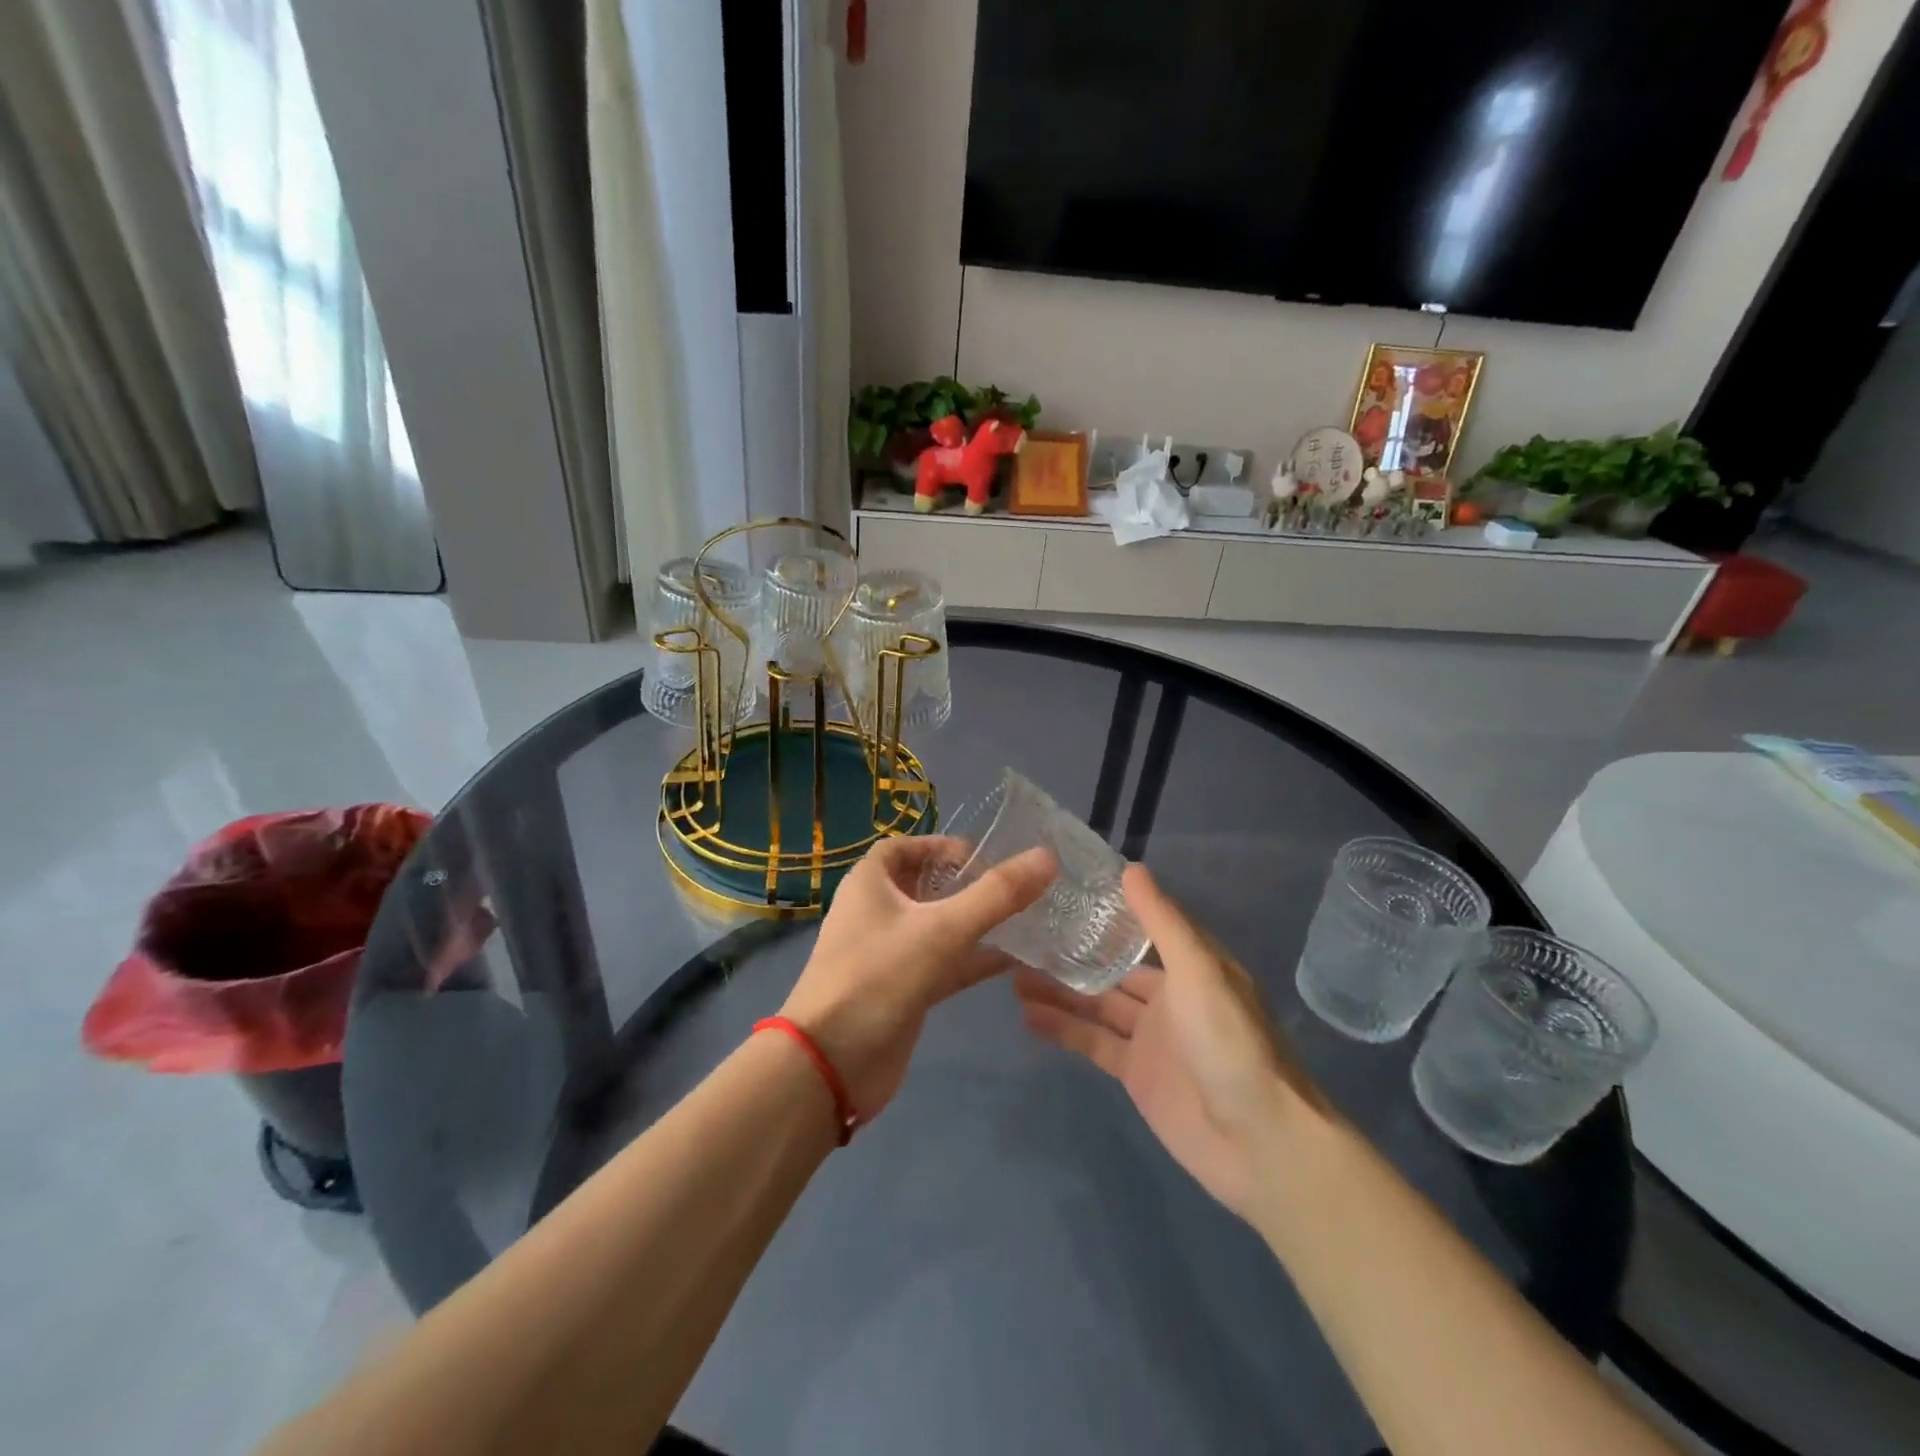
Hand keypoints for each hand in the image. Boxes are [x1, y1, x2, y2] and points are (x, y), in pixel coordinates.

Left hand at [780, 835, 1054, 1121]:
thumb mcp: (942, 929)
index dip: (941, 846)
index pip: (905, 847)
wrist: (831, 1064)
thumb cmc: (879, 977)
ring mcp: (889, 954)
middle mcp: (876, 912)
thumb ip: (997, 895)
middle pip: (925, 886)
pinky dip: (972, 960)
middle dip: (966, 885)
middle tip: (1014, 888)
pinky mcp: (902, 990)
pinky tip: (1014, 961)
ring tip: (1026, 919)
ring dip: (975, 923)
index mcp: (870, 883)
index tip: (984, 858)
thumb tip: (1047, 857)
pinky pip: (942, 964)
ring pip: (937, 927)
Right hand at [1015, 863, 1325, 1221]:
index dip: (1106, 910)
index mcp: (1190, 964)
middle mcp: (1169, 995)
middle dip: (1073, 953)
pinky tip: (1026, 1014)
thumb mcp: (1198, 971)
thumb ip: (1163, 922)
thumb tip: (1132, 868)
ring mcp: (1150, 1036)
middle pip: (1112, 967)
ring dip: (1059, 990)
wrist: (1259, 1143)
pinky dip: (1061, 1028)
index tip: (1062, 890)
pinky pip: (1092, 1042)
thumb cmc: (1231, 1043)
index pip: (1143, 926)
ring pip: (1096, 1004)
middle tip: (1022, 936)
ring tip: (1011, 973)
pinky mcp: (1136, 1073)